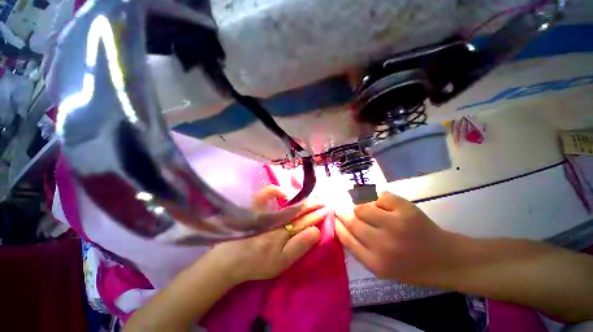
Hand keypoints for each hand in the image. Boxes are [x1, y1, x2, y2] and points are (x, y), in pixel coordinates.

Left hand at [207, 186, 326, 283]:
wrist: (231, 260)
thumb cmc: (258, 263)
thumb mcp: (282, 262)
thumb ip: (300, 246)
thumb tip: (316, 230)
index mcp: (284, 233)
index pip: (306, 220)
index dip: (317, 215)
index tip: (327, 210)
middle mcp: (276, 219)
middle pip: (299, 209)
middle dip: (312, 205)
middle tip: (322, 201)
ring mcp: (265, 212)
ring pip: (287, 202)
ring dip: (301, 198)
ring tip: (310, 197)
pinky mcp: (254, 208)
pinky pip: (265, 194)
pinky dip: (275, 191)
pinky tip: (283, 193)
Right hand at [335, 191, 455, 284]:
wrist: (444, 259)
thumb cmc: (409, 266)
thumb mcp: (380, 267)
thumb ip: (358, 248)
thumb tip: (340, 224)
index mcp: (375, 263)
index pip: (346, 237)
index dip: (337, 224)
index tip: (333, 217)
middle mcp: (383, 244)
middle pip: (351, 220)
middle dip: (343, 212)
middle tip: (342, 209)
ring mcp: (396, 224)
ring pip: (362, 206)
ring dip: (361, 207)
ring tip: (367, 210)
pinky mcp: (406, 209)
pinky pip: (379, 196)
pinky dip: (377, 199)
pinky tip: (383, 206)